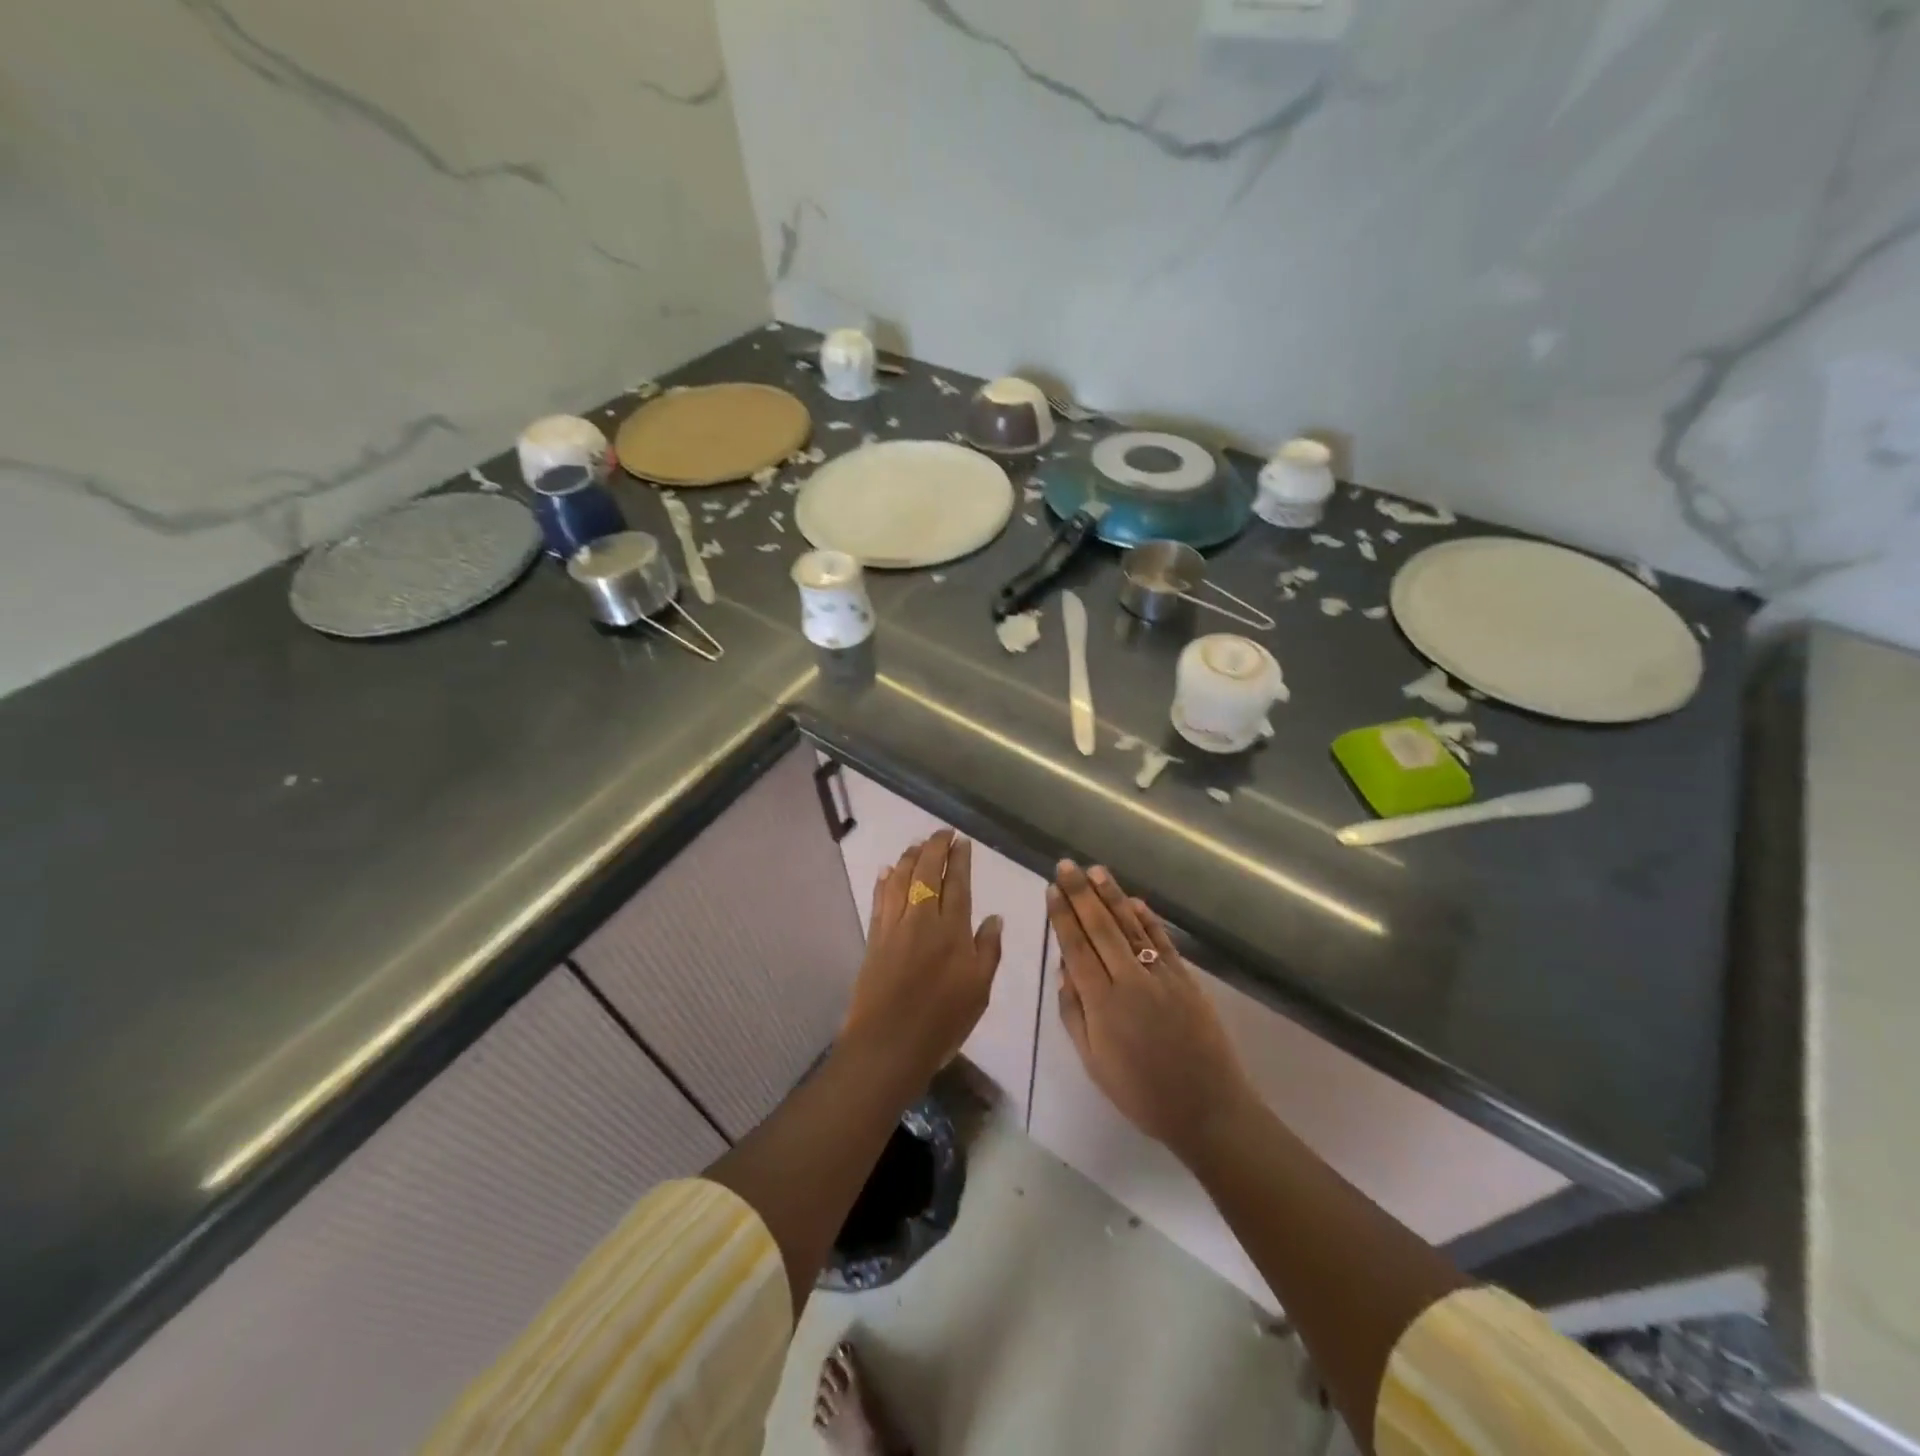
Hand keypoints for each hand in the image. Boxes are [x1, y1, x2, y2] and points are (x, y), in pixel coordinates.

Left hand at [841, 831, 1003, 1082]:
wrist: (889, 1044)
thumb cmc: (942, 1021)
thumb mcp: (980, 990)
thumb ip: (988, 949)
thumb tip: (995, 917)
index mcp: (953, 930)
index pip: (957, 883)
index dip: (960, 859)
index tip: (962, 841)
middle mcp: (922, 919)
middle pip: (926, 872)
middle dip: (935, 847)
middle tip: (942, 832)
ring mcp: (894, 927)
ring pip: (901, 879)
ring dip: (910, 857)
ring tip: (918, 844)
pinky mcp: (875, 938)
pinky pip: (880, 900)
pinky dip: (885, 881)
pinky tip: (888, 870)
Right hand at [1047, 861, 1255, 1161]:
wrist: (1207, 1109)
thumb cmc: (1141, 1093)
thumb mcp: (1094, 1062)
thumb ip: (1074, 1014)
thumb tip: (1064, 970)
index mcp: (1101, 1003)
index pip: (1076, 948)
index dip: (1062, 916)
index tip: (1052, 889)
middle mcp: (1129, 981)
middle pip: (1100, 928)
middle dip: (1081, 894)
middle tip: (1066, 865)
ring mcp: (1161, 976)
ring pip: (1131, 926)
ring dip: (1111, 896)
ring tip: (1096, 871)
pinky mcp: (1186, 979)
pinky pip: (1162, 941)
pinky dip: (1148, 918)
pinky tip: (1134, 900)